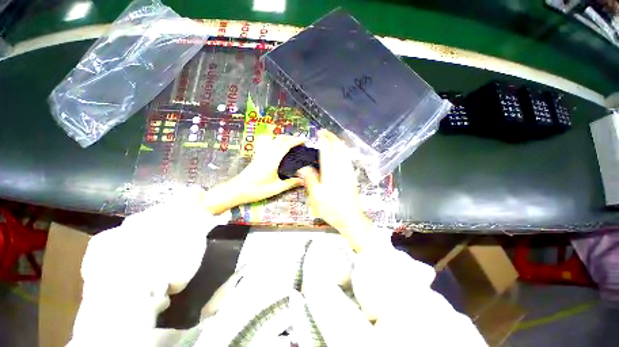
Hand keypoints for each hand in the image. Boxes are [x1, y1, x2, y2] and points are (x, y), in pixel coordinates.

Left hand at [200, 135, 304, 213]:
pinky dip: (276, 142)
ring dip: (283, 138)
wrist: (236, 190)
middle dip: (291, 137)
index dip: (296, 141)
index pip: (286, 145)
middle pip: (279, 138)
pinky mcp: (257, 157)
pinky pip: (269, 144)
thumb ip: (291, 183)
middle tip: (299, 142)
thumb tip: (303, 181)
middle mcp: (267, 154)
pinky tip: (278, 149)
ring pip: (273, 140)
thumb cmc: (257, 190)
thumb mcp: (276, 188)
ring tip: (291, 144)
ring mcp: (261, 154)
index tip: (304, 141)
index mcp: (273, 160)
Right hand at [298, 130, 371, 251]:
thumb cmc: (331, 209)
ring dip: (338, 142)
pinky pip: (349, 159)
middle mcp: (340, 169)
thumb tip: (303, 168)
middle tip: (325, 132)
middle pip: (338, 148)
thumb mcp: (316, 197)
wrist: (351, 218)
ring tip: (333, 138)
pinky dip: (344, 151)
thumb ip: (310, 180)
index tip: (319, 133)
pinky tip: (343, 151)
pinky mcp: (352, 176)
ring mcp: (348, 172)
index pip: (327, 151)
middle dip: (332, 137)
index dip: (323, 141)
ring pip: (345, 152)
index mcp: (330, 173)